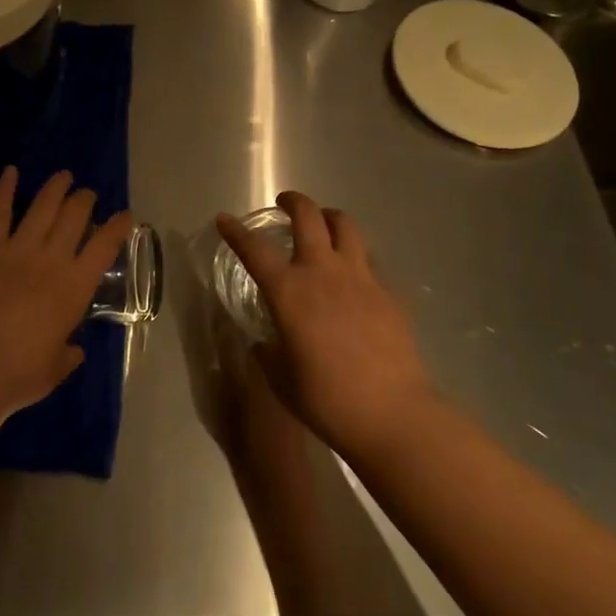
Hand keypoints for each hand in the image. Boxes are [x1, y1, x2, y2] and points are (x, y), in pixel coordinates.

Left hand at [0, 167, 132, 437]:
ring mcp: (19, 248)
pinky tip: (10, 171)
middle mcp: (53, 258)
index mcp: (76, 287)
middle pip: (75, 216)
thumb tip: (74, 349)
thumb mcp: (55, 368)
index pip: (105, 245)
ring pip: (43, 206)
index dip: (118, 226)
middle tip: (87, 195)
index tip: (125, 215)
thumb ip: (68, 353)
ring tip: (64, 176)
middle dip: (85, 200)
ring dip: (56, 187)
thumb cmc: (20, 373)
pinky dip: (4, 189)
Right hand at [217, 191, 435, 460]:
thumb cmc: (326, 399)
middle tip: (285, 204)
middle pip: (308, 216)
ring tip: (322, 224)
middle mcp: (323, 272)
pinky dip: (355, 255)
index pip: (254, 249)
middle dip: (293, 202)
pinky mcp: (388, 292)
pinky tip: (352, 274)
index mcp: (289, 291)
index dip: (235, 231)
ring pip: (345, 225)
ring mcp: (360, 277)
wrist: (391, 413)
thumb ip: (267, 352)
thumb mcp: (282, 378)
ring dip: (329, 217)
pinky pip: (368, 259)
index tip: (224, 220)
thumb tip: (263, 342)